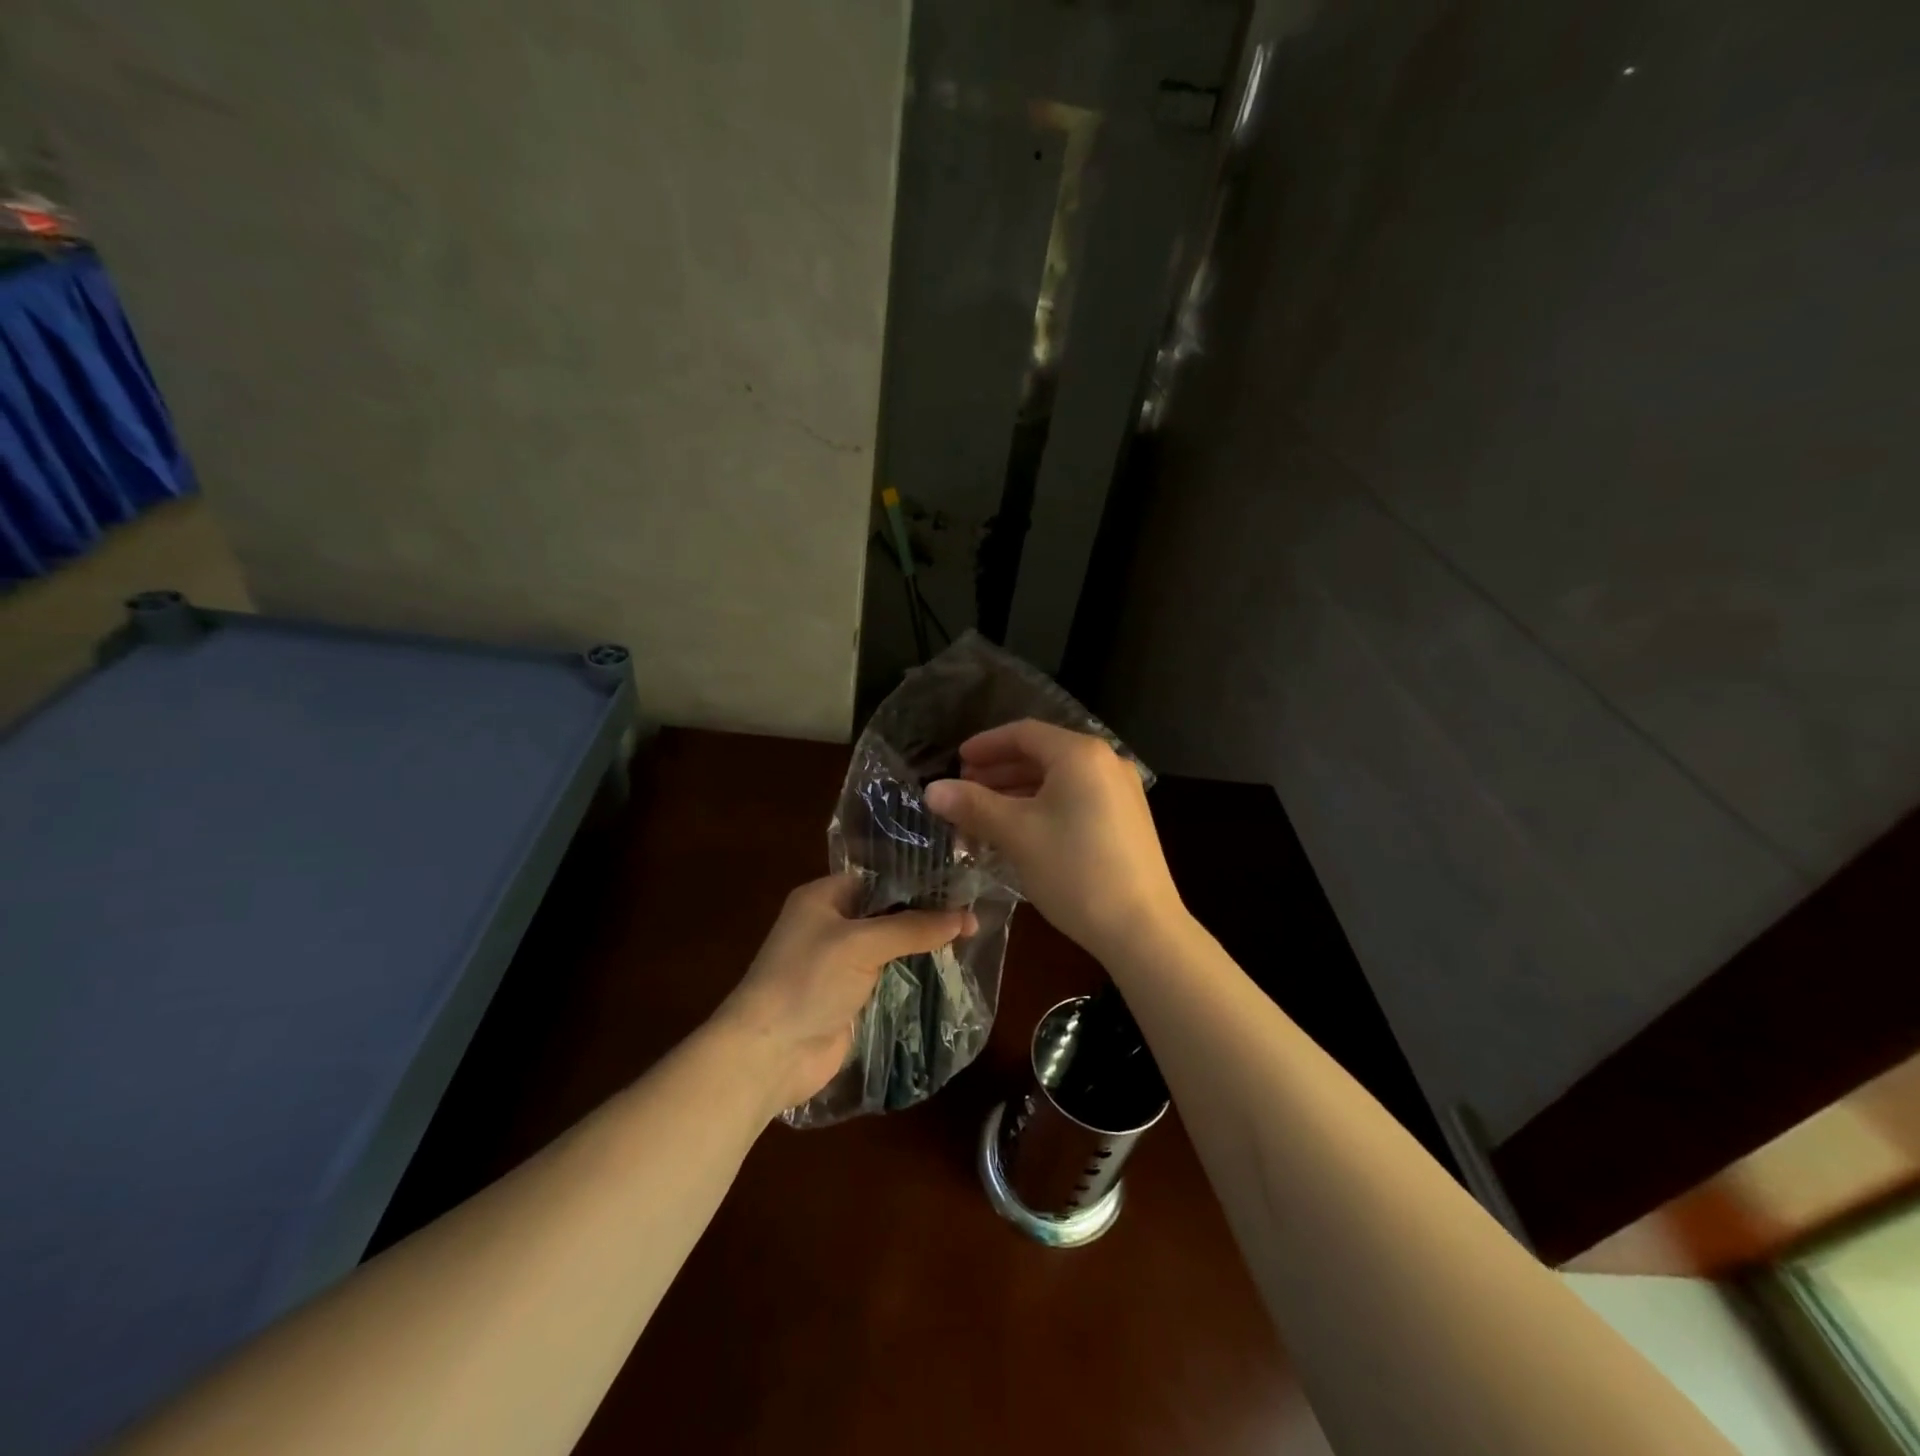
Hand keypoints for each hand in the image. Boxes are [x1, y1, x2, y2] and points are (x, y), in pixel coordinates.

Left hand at [714, 875, 974, 1116]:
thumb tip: (966, 917)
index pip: (878, 877)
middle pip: (887, 911)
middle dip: (925, 912)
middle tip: (974, 910)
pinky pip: (889, 975)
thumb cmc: (807, 981)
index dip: (917, 878)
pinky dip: (914, 972)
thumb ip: (913, 927)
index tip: (959, 881)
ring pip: (891, 945)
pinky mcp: (851, 996)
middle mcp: (831, 924)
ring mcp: (840, 963)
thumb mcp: (861, 944)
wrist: (770, 1054)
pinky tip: (949, 968)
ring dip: (922, 944)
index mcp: (822, 897)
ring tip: (972, 936)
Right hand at [923, 720, 1184, 960]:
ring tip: (984, 813)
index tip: (956, 761)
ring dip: (1018, 791)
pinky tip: (1020, 831)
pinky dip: (1043, 807)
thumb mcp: (1017, 834)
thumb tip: (932, 790)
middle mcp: (1106, 762)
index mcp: (1080, 754)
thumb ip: (973, 805)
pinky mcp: (1127, 820)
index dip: (986, 745)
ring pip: (1058, 780)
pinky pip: (1076, 799)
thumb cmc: (1074, 870)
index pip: (1024, 733)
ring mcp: (1121, 792)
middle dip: (999, 770)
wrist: (1141, 928)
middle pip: (1042, 754)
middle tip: (965, 790)